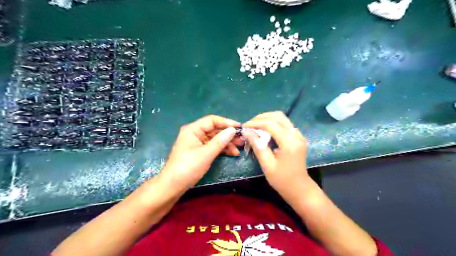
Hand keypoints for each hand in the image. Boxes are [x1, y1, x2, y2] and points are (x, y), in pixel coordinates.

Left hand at [160, 115, 241, 189]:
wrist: (173, 185)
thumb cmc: (188, 167)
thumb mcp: (206, 153)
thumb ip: (220, 141)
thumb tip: (233, 129)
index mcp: (193, 129)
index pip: (212, 120)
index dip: (226, 122)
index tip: (240, 127)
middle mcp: (195, 133)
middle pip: (215, 129)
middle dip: (228, 134)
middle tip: (242, 139)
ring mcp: (197, 143)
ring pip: (215, 139)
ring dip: (227, 143)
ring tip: (240, 148)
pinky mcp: (199, 151)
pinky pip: (213, 146)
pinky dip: (222, 149)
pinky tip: (233, 153)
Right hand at [244, 112, 315, 199]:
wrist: (300, 189)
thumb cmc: (282, 180)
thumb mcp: (267, 165)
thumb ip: (257, 146)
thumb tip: (246, 132)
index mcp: (289, 143)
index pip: (271, 124)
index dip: (256, 123)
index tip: (244, 126)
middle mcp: (296, 135)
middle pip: (278, 116)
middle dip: (261, 118)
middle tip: (249, 125)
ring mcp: (299, 135)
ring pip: (282, 118)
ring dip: (267, 119)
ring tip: (255, 126)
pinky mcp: (298, 137)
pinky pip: (285, 124)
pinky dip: (273, 123)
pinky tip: (265, 130)